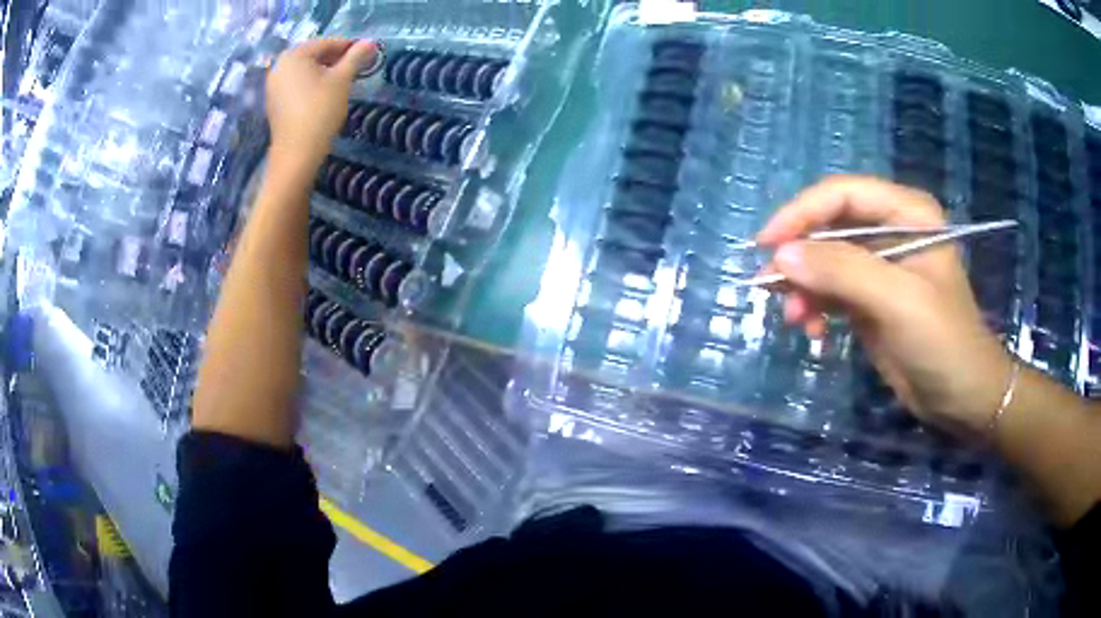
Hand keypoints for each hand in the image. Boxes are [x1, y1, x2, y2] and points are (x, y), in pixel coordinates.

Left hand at [266, 39, 376, 169]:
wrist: (297, 152)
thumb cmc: (320, 110)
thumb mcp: (342, 80)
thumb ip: (355, 57)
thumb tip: (370, 42)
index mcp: (293, 55)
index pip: (326, 43)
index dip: (349, 46)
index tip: (367, 52)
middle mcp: (279, 66)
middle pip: (313, 55)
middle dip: (336, 58)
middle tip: (357, 66)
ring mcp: (274, 85)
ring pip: (305, 70)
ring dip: (325, 71)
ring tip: (344, 80)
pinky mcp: (275, 102)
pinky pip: (297, 84)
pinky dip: (312, 84)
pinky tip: (326, 93)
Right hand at [756, 176, 1014, 439]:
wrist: (962, 399)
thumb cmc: (943, 342)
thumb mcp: (898, 302)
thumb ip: (842, 272)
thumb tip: (781, 255)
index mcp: (907, 212)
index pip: (842, 194)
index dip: (801, 212)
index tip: (766, 245)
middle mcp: (892, 230)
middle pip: (830, 225)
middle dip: (801, 256)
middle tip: (772, 289)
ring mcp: (881, 266)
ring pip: (825, 260)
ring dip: (805, 287)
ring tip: (796, 320)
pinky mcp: (871, 299)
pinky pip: (831, 291)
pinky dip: (816, 307)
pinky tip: (814, 331)